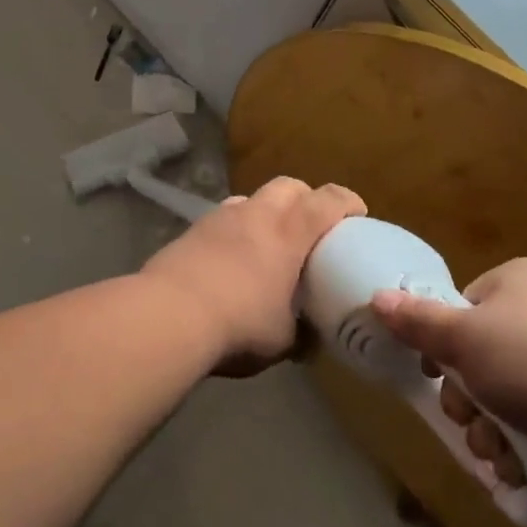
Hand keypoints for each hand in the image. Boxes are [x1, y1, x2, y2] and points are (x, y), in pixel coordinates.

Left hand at [142, 177, 364, 372]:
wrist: (169, 315)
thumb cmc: (239, 324)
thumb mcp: (282, 341)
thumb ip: (302, 334)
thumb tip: (310, 338)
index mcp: (290, 232)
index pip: (328, 200)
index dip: (347, 202)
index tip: (357, 214)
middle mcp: (258, 213)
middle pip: (290, 186)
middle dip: (305, 198)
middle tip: (310, 226)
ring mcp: (222, 216)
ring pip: (253, 198)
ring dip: (266, 211)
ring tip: (266, 241)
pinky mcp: (193, 229)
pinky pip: (224, 218)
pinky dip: (235, 229)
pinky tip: (231, 258)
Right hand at [370, 258, 526, 457]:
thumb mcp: (467, 338)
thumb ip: (419, 322)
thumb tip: (376, 297)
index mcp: (515, 283)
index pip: (461, 307)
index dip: (443, 343)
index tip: (435, 371)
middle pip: (478, 357)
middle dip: (465, 398)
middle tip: (468, 415)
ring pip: (501, 397)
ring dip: (487, 429)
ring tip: (496, 448)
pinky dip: (519, 446)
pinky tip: (518, 464)